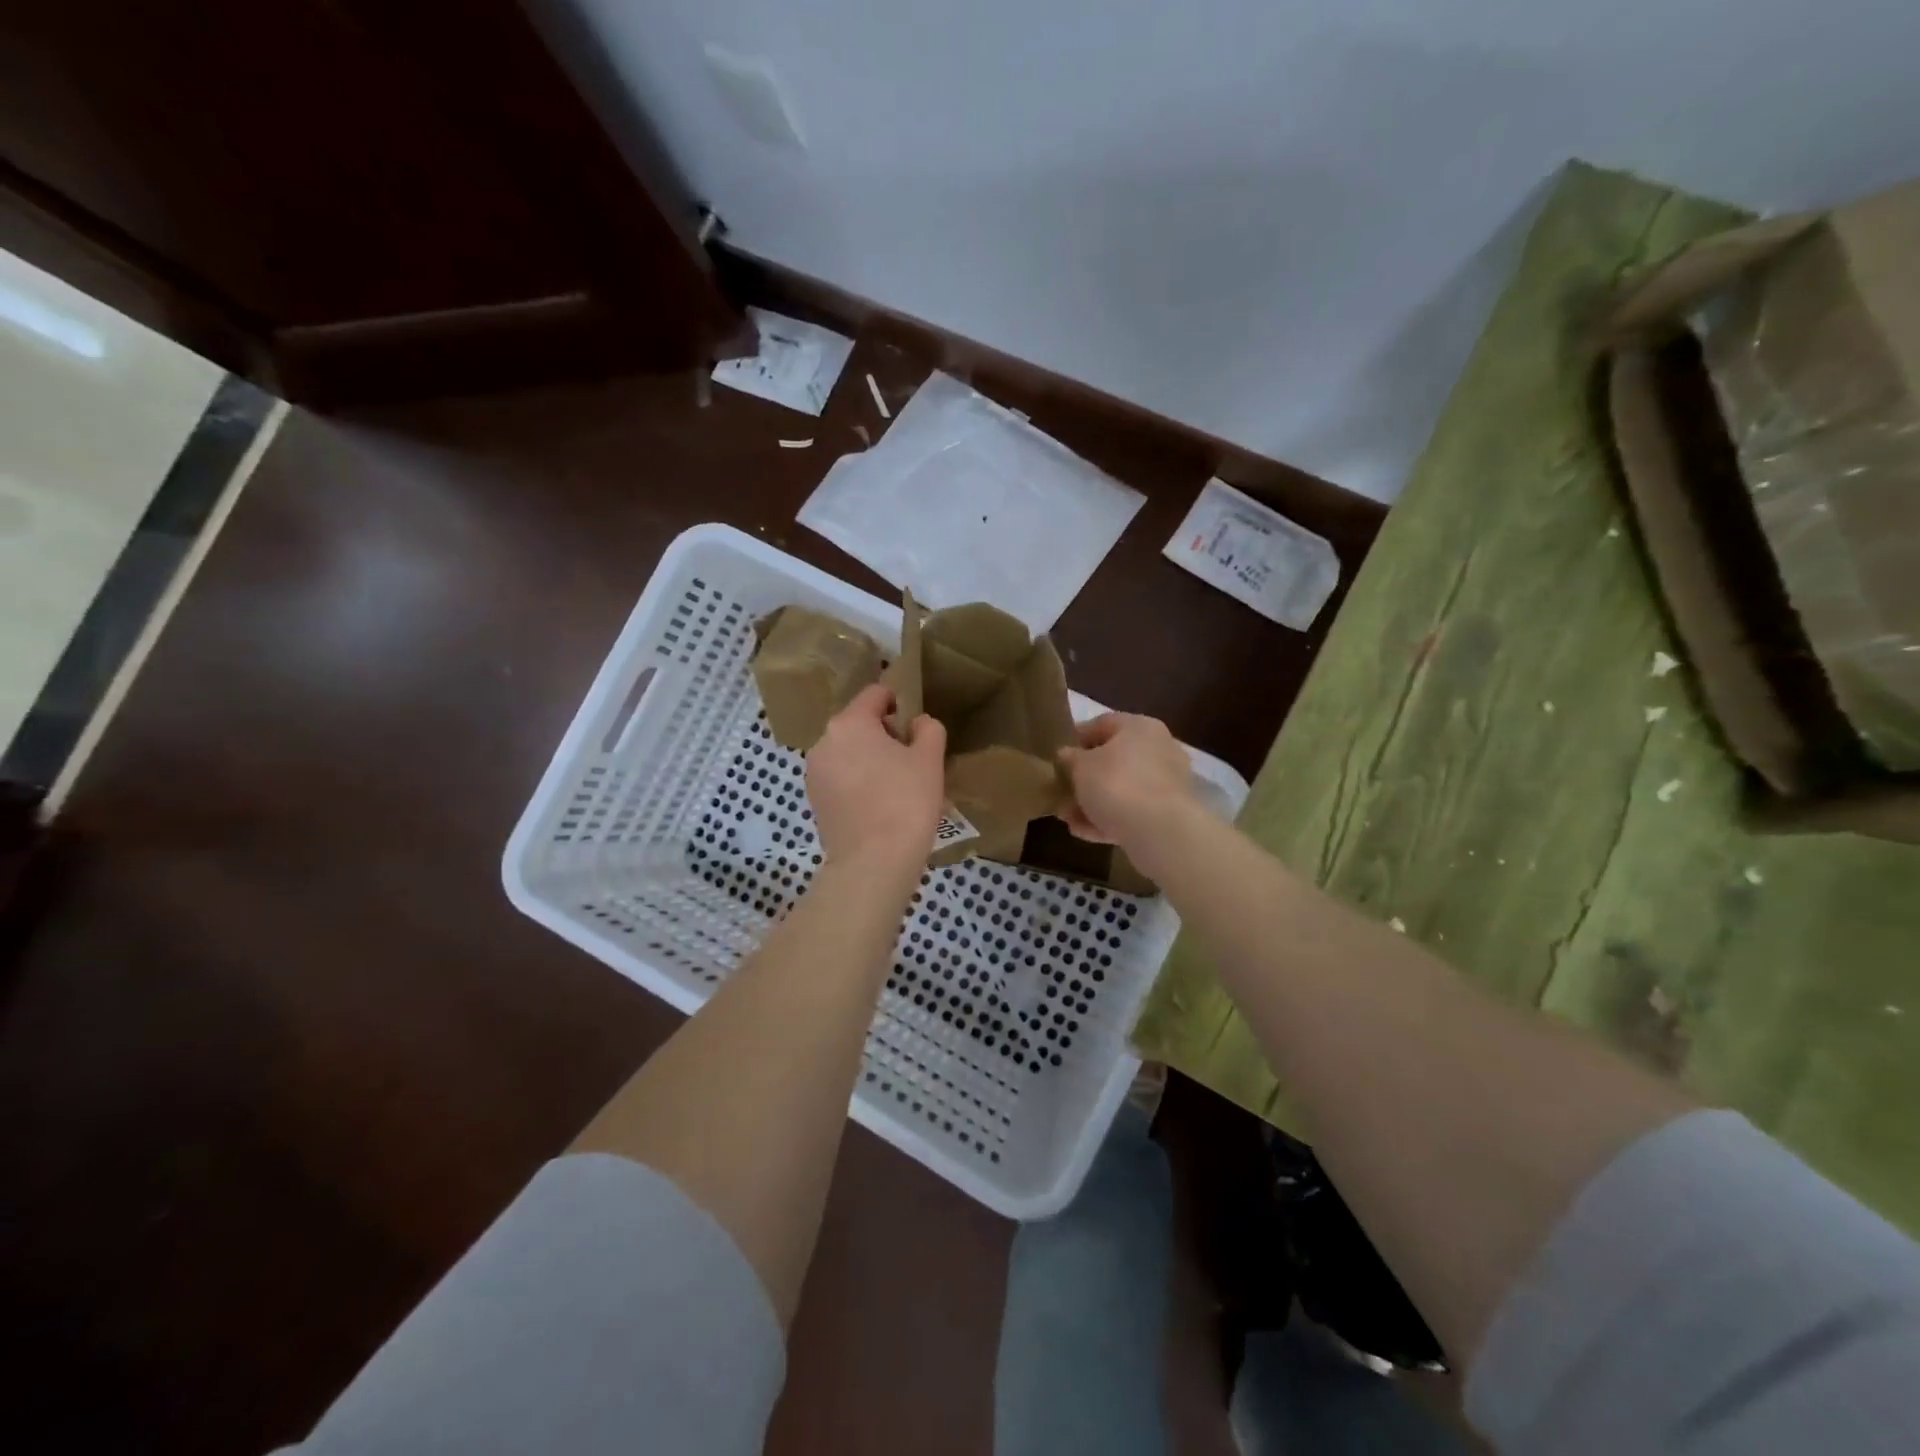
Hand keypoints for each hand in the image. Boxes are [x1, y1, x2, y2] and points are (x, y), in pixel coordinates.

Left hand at [807, 685, 946, 870]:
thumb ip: (928, 729)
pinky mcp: (814, 800)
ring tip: (898, 788)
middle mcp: (824, 741)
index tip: (916, 725)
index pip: (875, 694)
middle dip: (885, 735)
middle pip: (859, 724)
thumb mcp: (930, 760)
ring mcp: (814, 773)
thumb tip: (918, 723)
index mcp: (850, 723)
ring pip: (849, 753)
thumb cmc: (905, 802)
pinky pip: (841, 778)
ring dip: (871, 760)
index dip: (899, 701)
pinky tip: (881, 806)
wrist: (873, 863)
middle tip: (912, 761)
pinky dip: (859, 783)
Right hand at [1057, 712, 1196, 847]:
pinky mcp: (1168, 813)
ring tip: (1067, 818)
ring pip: (1121, 788)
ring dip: (1093, 802)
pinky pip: (1132, 811)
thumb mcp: (1080, 767)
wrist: (1160, 831)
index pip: (1102, 724)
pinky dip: (1109, 819)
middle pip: (1113, 759)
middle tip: (1061, 791)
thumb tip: (1066, 755)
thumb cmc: (1116, 784)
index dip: (1076, 738)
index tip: (1057, 755)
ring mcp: (1166, 783)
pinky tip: (1084, 832)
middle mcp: (1158, 749)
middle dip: (1084, 777)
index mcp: (1139, 727)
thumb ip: (1069, 758)